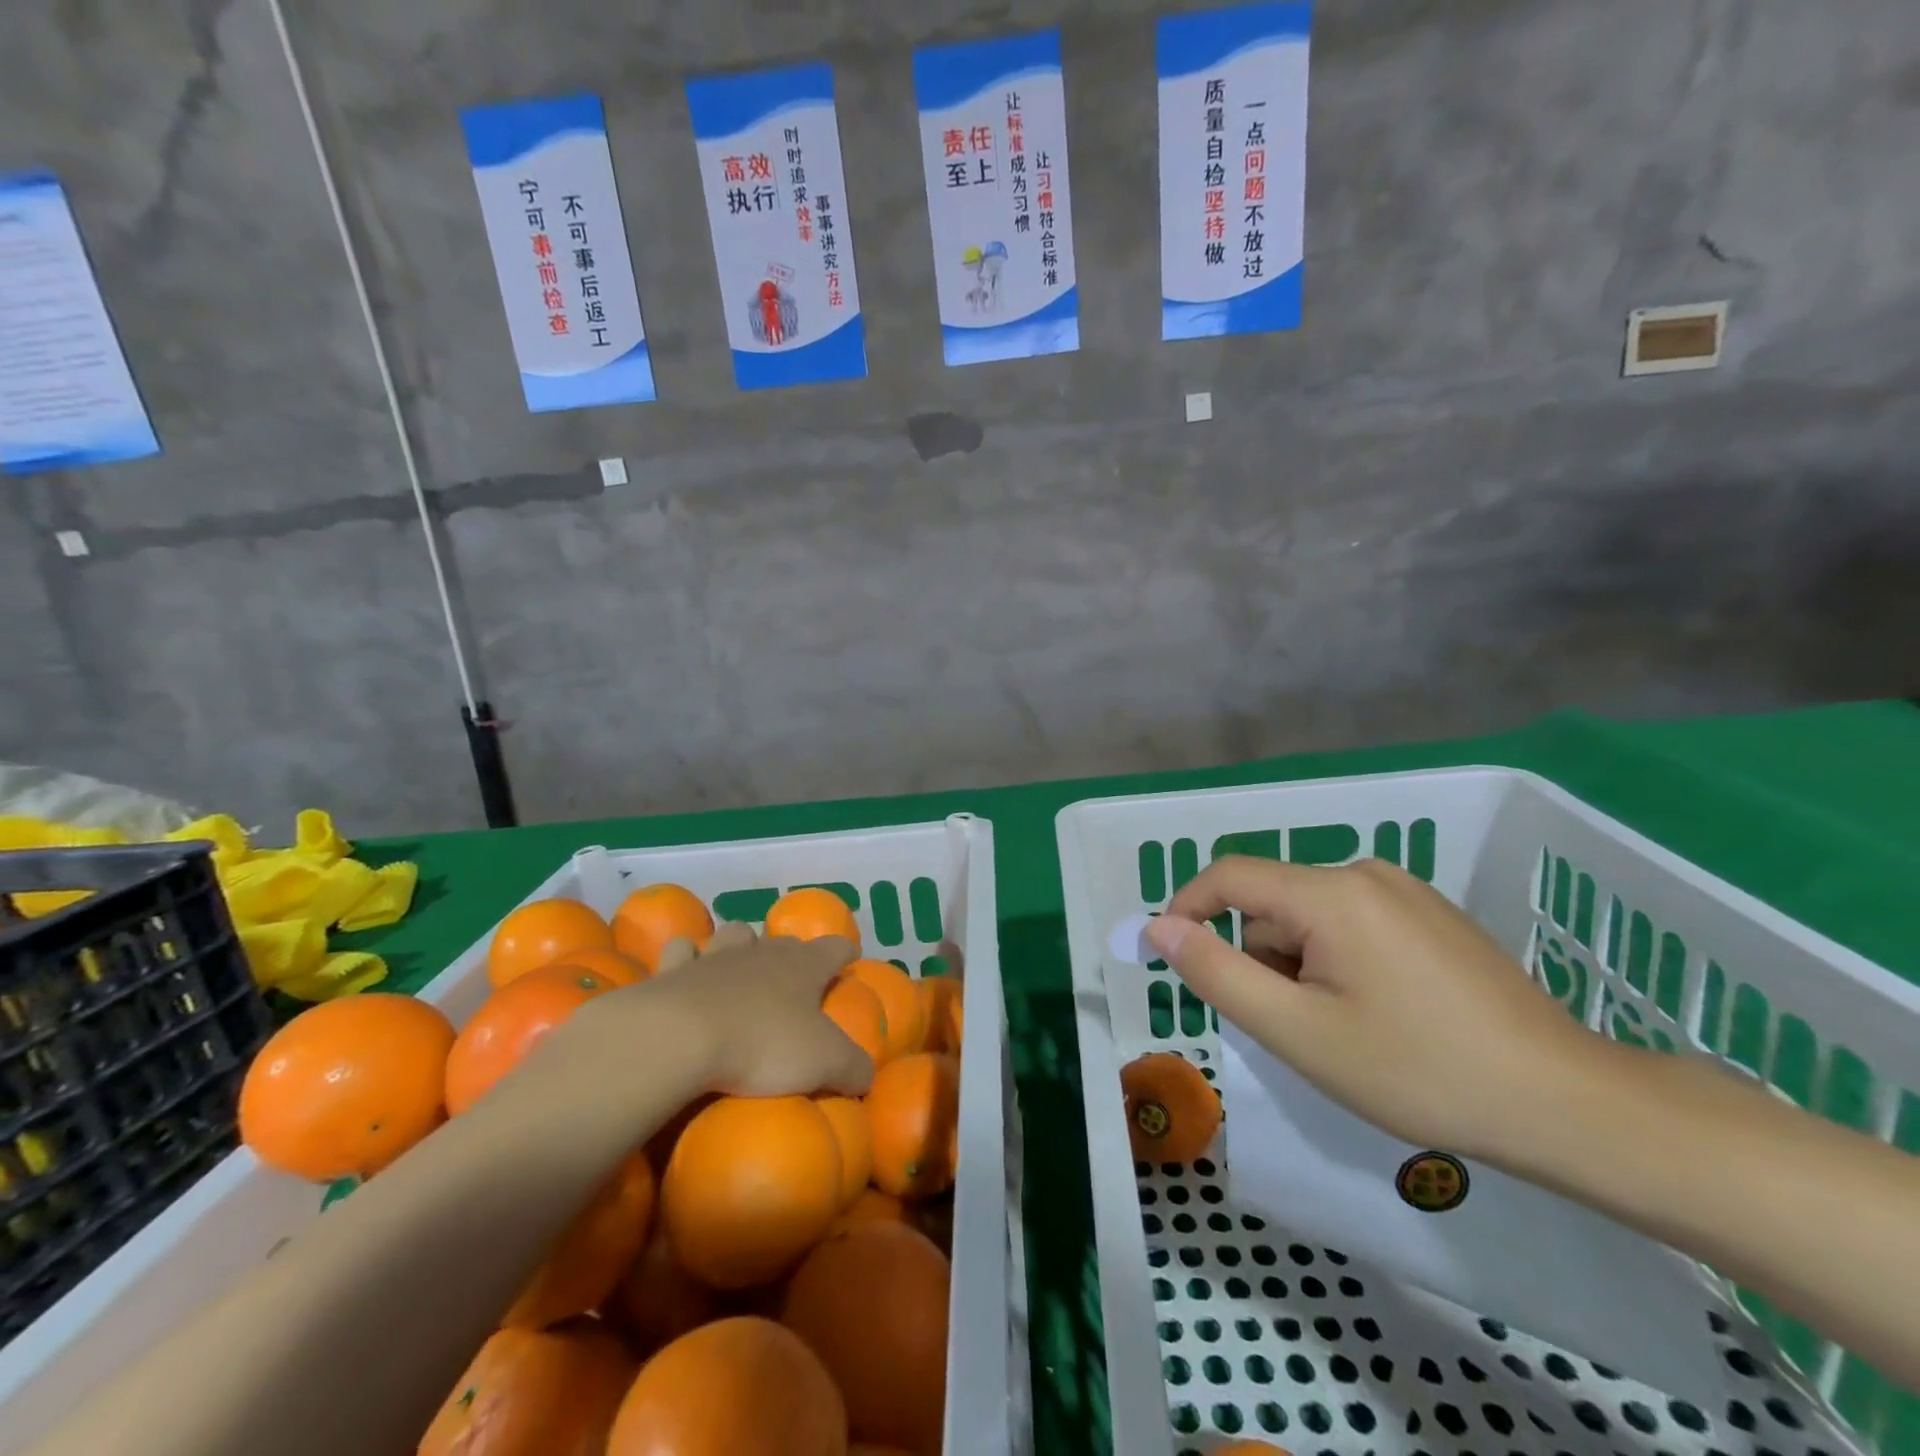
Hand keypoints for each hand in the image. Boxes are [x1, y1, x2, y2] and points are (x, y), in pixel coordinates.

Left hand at [543, 922, 873, 1102]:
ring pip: (735, 933)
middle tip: (792, 979)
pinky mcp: (673, 971)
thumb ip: (853, 1067)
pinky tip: (685, 975)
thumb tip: (867, 1075)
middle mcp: (763, 952)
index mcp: (804, 966)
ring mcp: (716, 956)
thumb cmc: (762, 1045)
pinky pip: (682, 951)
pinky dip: (686, 959)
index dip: (844, 953)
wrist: (680, 1038)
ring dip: (740, 945)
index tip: (849, 961)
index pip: (835, 947)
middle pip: (783, 940)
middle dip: (791, 953)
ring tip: (738, 966)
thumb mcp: (824, 1063)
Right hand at [1146, 856, 1614, 1159]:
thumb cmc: (1417, 1070)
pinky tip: (1382, 1015)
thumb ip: (1218, 973)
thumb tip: (1160, 927)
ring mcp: (1406, 892)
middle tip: (1293, 1028)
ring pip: (1311, 917)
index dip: (1188, 910)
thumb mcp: (1298, 1031)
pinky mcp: (1433, 915)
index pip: (1229, 876)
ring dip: (1300, 965)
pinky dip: (1337, 961)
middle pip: (1273, 903)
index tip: (1175, 960)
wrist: (1566, 1105)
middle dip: (1261, 959)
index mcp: (1331, 892)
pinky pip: (1352, 923)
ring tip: (1343, 1029)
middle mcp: (1366, 873)